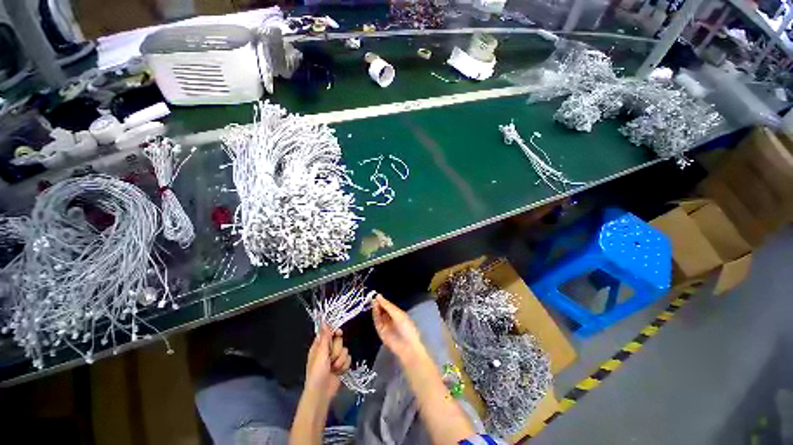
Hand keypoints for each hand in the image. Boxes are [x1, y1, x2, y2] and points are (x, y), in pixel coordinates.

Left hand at [305, 325, 351, 402]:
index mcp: (319, 346)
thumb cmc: (317, 373)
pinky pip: (348, 359)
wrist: (322, 393)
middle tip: (330, 358)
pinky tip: (338, 372)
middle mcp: (327, 350)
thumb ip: (325, 337)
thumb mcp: (320, 354)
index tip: (339, 334)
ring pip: (345, 350)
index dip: (334, 332)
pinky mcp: (341, 365)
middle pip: (339, 341)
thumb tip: (325, 321)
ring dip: (340, 360)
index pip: (329, 332)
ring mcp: (335, 358)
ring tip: (333, 368)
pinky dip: (344, 366)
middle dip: (337, 350)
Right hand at [372, 295, 425, 362]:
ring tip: (373, 303)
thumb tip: (378, 296)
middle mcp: (391, 318)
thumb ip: (387, 306)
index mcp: (397, 313)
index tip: (377, 295)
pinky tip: (374, 310)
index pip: (388, 305)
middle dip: (378, 304)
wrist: (407, 346)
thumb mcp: (398, 314)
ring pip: (379, 315)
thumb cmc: (406, 327)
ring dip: (376, 309)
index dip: (383, 301)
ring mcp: (385, 325)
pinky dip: (375, 316)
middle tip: (374, 299)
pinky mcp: (381, 332)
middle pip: (382, 310)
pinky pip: (376, 322)